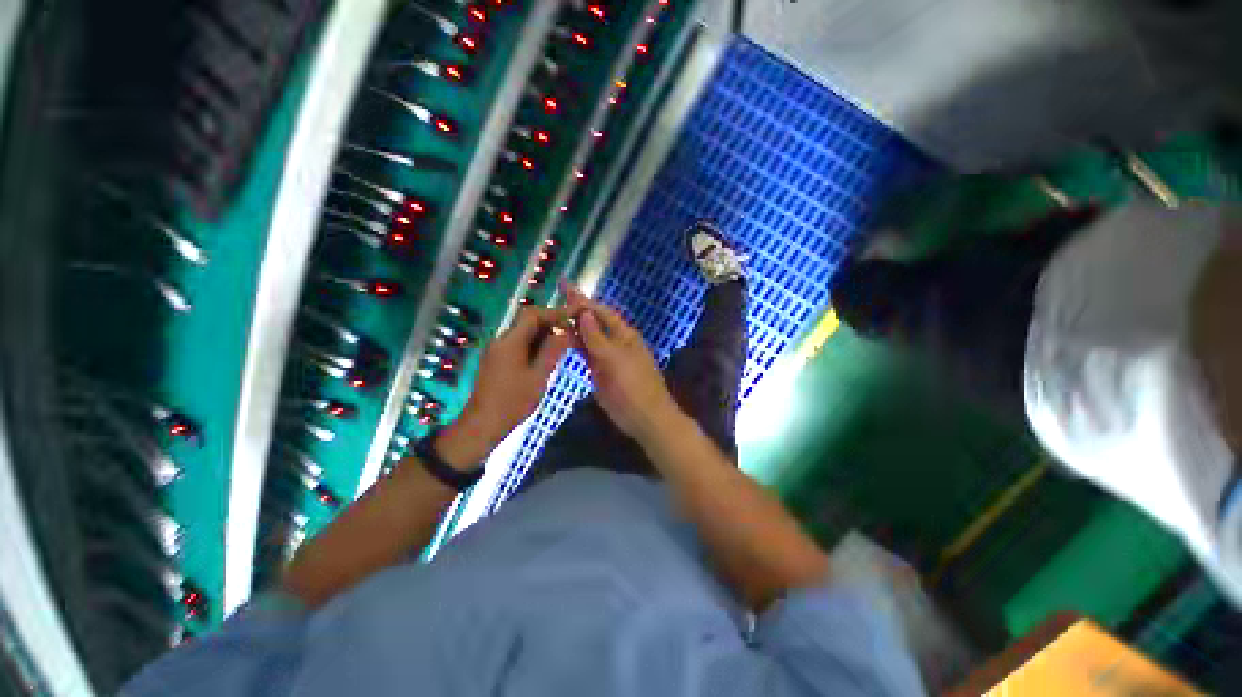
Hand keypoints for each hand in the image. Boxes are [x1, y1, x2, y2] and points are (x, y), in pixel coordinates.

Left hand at [438, 307, 572, 467]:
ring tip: (565, 343)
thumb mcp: (539, 376)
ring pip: (524, 333)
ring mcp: (498, 350)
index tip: (573, 317)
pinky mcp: (497, 360)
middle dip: (550, 323)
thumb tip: (566, 331)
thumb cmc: (513, 401)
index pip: (533, 314)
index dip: (554, 312)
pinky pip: (519, 344)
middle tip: (572, 331)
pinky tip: (548, 356)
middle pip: (527, 322)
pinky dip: (535, 345)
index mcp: (510, 341)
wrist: (483, 424)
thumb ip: (552, 351)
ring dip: (544, 334)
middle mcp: (502, 340)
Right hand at [563, 285, 682, 442]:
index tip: (565, 290)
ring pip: (588, 337)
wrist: (644, 417)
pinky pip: (586, 354)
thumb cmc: (633, 385)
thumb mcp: (615, 359)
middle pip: (594, 322)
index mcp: (623, 335)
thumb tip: (585, 313)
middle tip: (558, 294)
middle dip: (577, 308)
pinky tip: (563, 339)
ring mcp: (607, 357)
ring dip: (574, 326)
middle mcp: (615, 342)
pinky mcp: (600, 372)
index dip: (584, 301)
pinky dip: (575, 345)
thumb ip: (597, 337)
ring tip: (555, 314)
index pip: (601, 312)